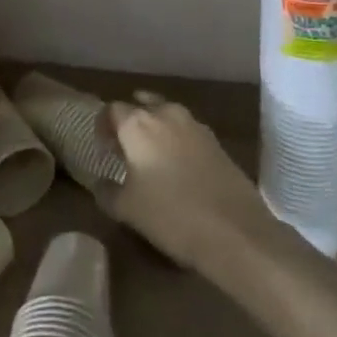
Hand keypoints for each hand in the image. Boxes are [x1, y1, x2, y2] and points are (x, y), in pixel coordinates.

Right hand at [98, 93, 278, 270]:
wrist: (236, 231)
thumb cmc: (171, 215)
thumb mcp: (127, 209)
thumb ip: (107, 191)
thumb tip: (100, 182)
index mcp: (138, 124)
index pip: (111, 110)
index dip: (103, 126)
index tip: (102, 148)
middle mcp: (166, 114)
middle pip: (141, 105)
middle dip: (130, 121)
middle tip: (124, 147)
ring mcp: (195, 125)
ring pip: (167, 114)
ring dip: (155, 128)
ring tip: (151, 156)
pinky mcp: (217, 141)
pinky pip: (187, 131)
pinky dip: (176, 140)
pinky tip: (178, 167)